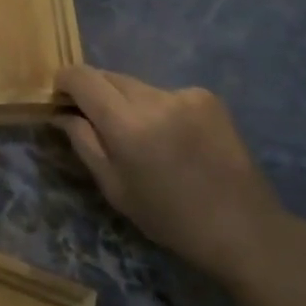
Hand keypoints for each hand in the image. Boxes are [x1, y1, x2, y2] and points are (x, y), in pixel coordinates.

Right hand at [55, 65, 292, 283]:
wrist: (244, 229)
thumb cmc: (170, 219)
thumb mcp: (115, 189)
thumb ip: (83, 143)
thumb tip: (61, 113)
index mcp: (127, 124)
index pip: (82, 77)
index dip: (65, 81)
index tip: (61, 98)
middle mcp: (153, 98)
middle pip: (109, 76)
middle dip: (96, 93)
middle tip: (98, 123)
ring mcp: (183, 93)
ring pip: (137, 84)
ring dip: (128, 101)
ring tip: (144, 137)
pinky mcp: (206, 96)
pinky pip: (166, 93)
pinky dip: (159, 108)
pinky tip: (175, 138)